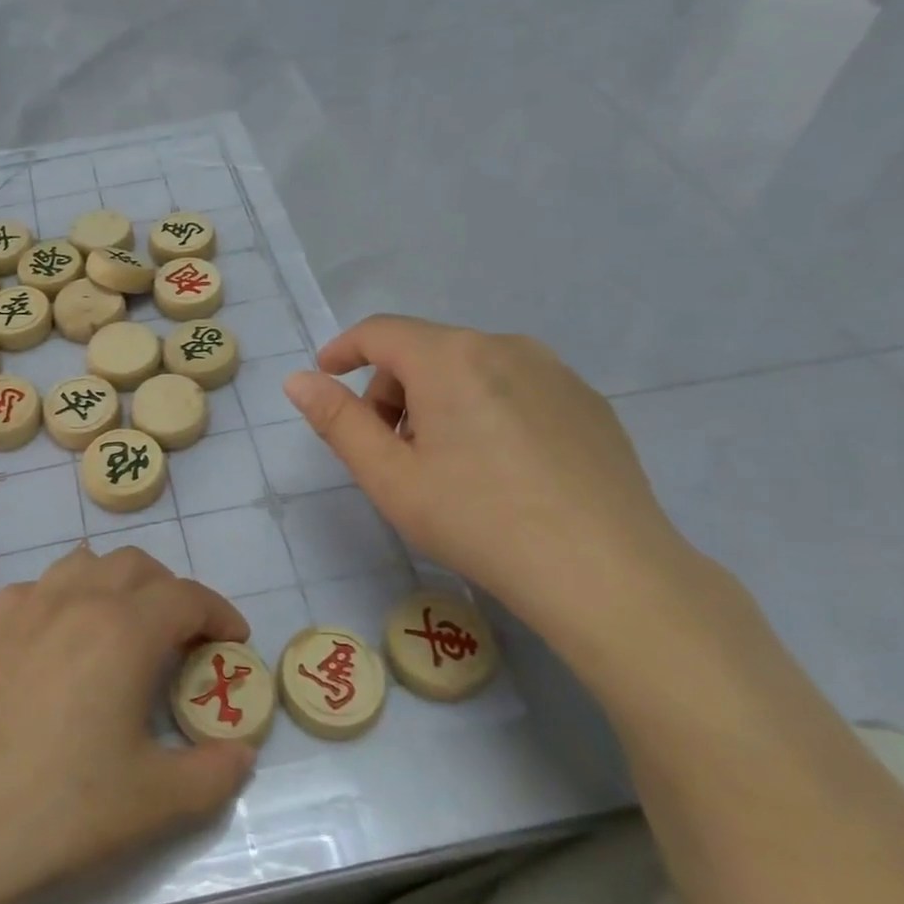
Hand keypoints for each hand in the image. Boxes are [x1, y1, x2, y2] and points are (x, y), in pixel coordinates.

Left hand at [0, 545, 257, 903]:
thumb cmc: (59, 808)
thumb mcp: (153, 801)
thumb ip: (212, 773)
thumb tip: (241, 753)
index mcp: (124, 630)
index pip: (186, 597)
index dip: (219, 613)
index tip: (233, 641)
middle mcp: (77, 600)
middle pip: (138, 566)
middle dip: (172, 592)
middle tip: (183, 639)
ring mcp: (27, 608)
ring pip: (85, 563)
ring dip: (118, 582)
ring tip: (126, 627)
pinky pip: (37, 587)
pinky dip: (63, 596)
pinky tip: (60, 637)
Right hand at [283, 317, 701, 650]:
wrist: (605, 572)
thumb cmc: (477, 520)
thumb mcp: (389, 476)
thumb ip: (337, 420)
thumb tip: (298, 380)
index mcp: (449, 358)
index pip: (380, 332)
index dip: (343, 349)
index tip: (326, 376)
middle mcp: (504, 346)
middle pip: (425, 351)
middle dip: (392, 389)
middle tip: (389, 450)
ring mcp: (554, 371)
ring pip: (471, 368)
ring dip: (437, 400)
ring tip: (445, 464)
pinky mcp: (587, 401)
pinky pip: (515, 387)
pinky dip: (485, 409)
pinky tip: (500, 469)